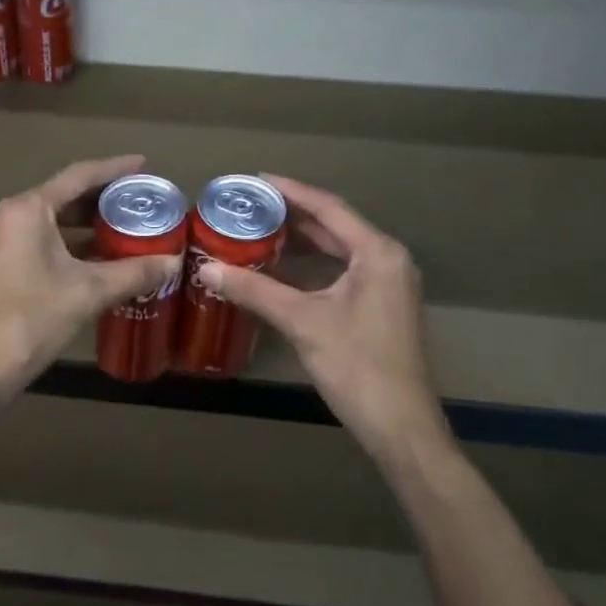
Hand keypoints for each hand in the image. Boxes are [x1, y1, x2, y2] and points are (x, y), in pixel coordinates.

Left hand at [0, 156, 182, 411]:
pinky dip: (73, 245)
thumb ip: (133, 273)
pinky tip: (102, 259)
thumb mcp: (88, 292)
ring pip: (55, 222)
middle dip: (104, 199)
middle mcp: (11, 216)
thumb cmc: (31, 318)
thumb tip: (174, 262)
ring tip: (129, 228)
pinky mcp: (3, 266)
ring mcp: (3, 242)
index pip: (78, 176)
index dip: (114, 169)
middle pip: (65, 196)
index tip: (144, 165)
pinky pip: (44, 242)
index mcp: (28, 209)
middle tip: (142, 202)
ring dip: (89, 225)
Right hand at [195, 175, 452, 468]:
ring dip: (302, 241)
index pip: (329, 208)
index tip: (256, 180)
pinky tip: (282, 270)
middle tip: (251, 206)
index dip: (292, 191)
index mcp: (378, 253)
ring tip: (259, 230)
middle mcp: (388, 260)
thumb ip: (254, 290)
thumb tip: (205, 268)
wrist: (399, 425)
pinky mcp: (382, 306)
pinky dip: (312, 267)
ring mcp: (388, 284)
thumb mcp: (302, 322)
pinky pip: (343, 271)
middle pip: (336, 226)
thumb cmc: (356, 366)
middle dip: (293, 215)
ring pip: (339, 250)